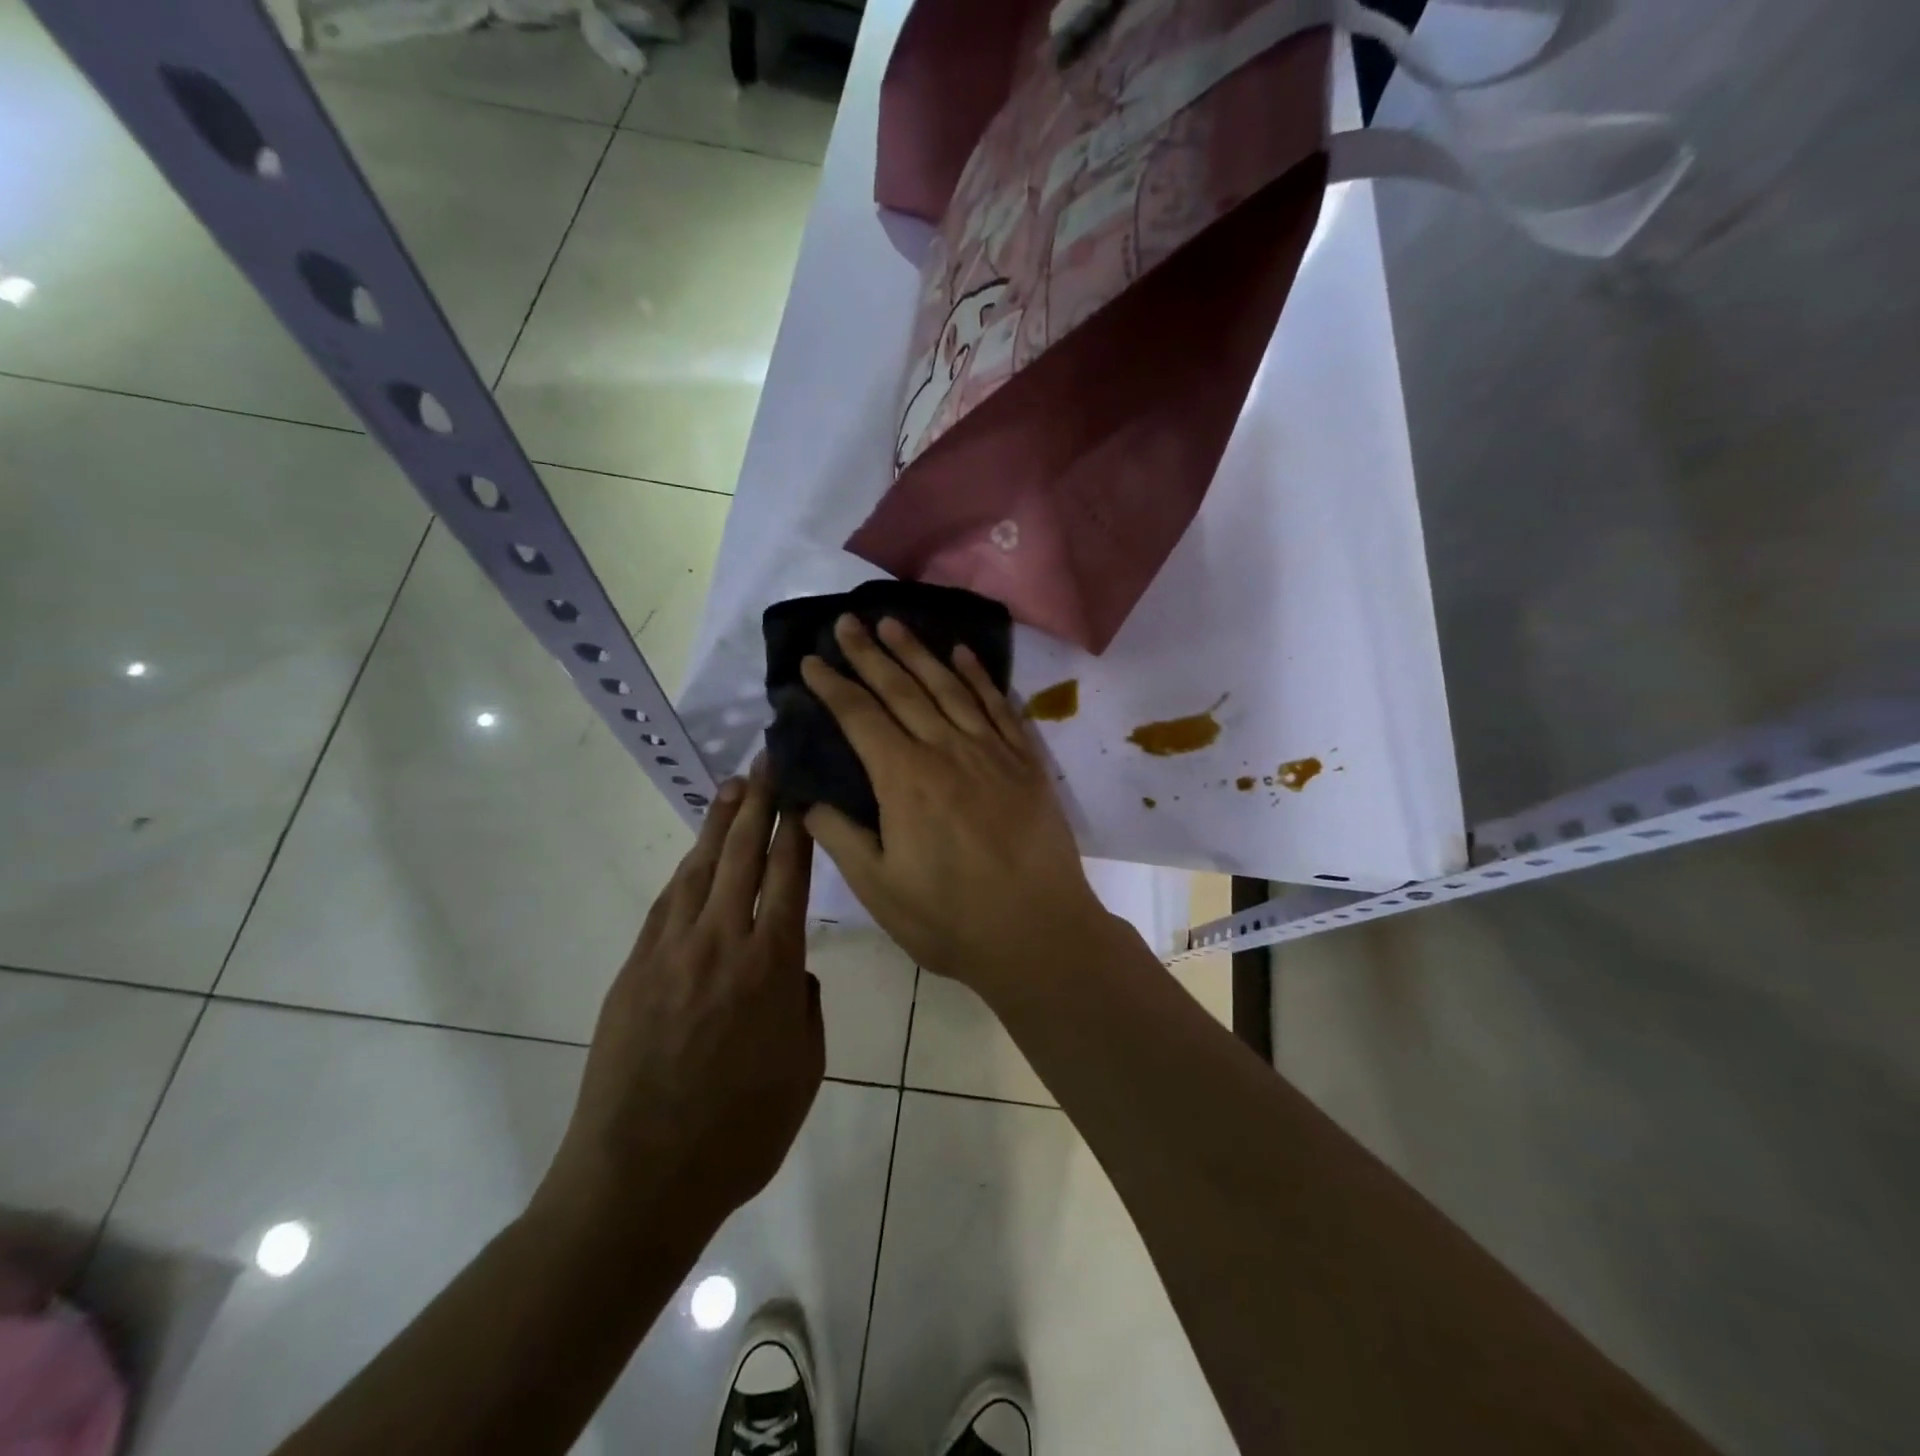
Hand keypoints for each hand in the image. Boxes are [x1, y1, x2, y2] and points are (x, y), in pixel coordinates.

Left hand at [539, 763, 822, 1243]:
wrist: (639, 1179)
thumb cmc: (739, 1133)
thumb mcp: (804, 1071)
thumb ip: (804, 1008)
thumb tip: (790, 971)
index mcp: (771, 965)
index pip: (788, 874)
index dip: (795, 826)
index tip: (800, 788)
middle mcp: (722, 942)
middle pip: (743, 855)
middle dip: (758, 802)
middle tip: (766, 761)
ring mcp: (672, 951)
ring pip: (701, 869)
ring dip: (719, 824)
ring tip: (733, 788)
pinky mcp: (636, 968)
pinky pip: (668, 903)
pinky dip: (687, 870)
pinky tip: (696, 855)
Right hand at [801, 615, 1110, 1002]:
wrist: (1039, 933)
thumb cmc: (951, 918)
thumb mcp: (880, 889)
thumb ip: (841, 837)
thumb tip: (807, 800)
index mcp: (905, 779)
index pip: (860, 717)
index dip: (833, 686)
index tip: (812, 660)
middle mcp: (946, 750)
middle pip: (902, 689)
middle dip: (870, 652)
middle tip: (848, 620)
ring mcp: (991, 752)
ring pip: (949, 688)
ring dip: (918, 652)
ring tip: (894, 622)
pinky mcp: (1025, 762)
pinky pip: (999, 706)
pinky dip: (979, 677)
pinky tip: (963, 655)